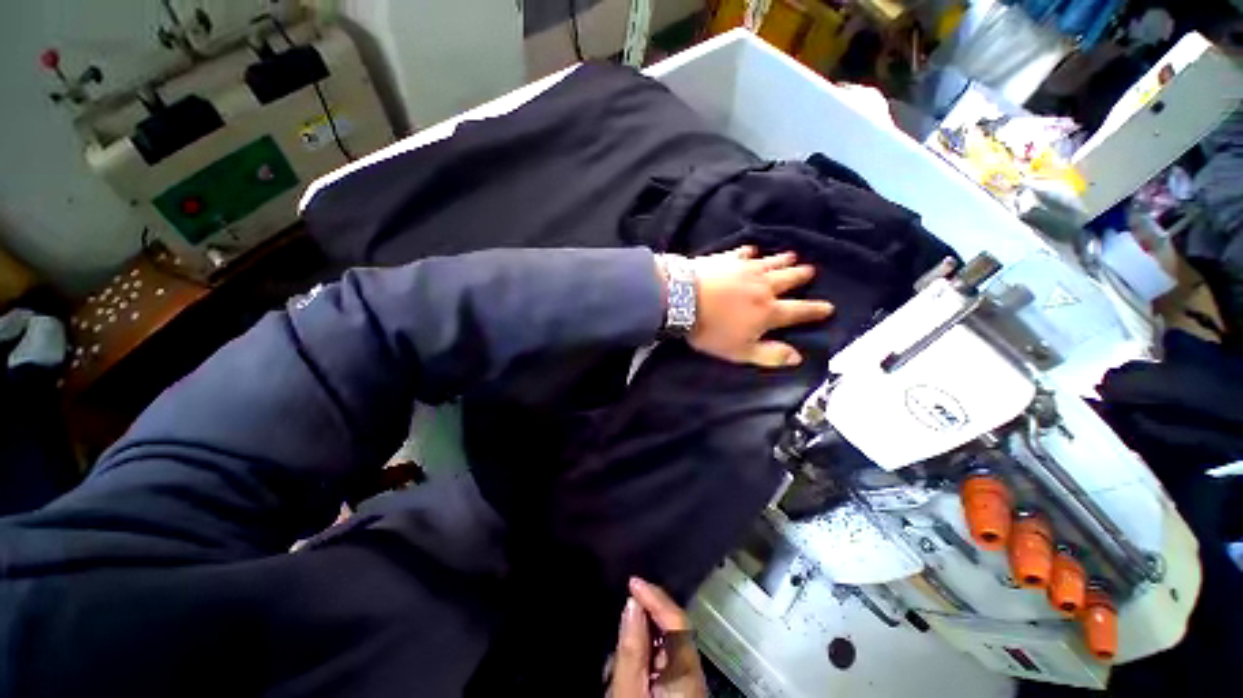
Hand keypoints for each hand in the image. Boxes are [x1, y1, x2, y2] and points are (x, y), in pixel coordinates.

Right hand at [609, 577, 706, 697]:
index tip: (633, 582)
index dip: (654, 596)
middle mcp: (695, 675)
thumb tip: (632, 605)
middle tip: (622, 611)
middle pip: (672, 631)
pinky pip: (663, 666)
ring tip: (618, 649)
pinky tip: (627, 669)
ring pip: (667, 648)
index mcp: (687, 669)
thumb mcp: (630, 691)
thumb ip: (633, 650)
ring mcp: (690, 687)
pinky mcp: (681, 694)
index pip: (676, 619)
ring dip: (643, 640)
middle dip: (646, 616)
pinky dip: (646, 658)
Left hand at [679, 247, 834, 367]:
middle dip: (801, 276)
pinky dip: (749, 252)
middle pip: (788, 280)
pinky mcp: (727, 259)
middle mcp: (763, 287)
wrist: (683, 299)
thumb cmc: (711, 329)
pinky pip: (743, 253)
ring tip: (793, 255)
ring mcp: (745, 270)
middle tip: (811, 271)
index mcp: (768, 311)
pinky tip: (751, 250)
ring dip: (783, 260)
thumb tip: (797, 357)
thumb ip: (769, 355)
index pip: (798, 311)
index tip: (829, 307)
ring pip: (770, 263)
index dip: (814, 310)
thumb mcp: (739, 351)